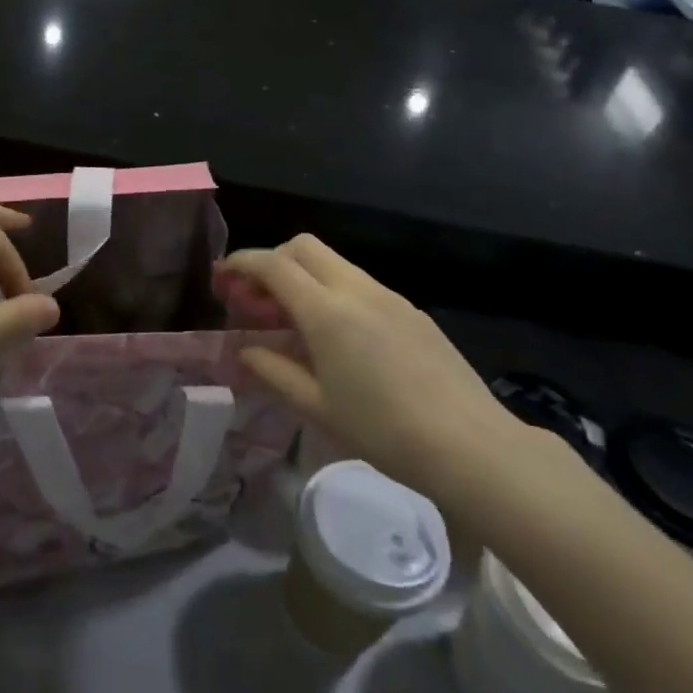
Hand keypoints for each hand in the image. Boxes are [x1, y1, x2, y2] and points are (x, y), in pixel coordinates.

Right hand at [218, 236, 525, 501]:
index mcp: (326, 311)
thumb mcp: (317, 407)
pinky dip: (333, 292)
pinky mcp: (411, 310)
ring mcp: (388, 296)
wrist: (469, 444)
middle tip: (256, 300)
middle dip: (272, 261)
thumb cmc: (383, 430)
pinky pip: (360, 284)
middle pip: (304, 247)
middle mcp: (356, 289)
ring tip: (292, 322)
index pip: (273, 265)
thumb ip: (274, 372)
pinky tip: (337, 336)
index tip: (222, 277)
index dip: (242, 264)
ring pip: (334, 264)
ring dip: (304, 277)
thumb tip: (247, 352)